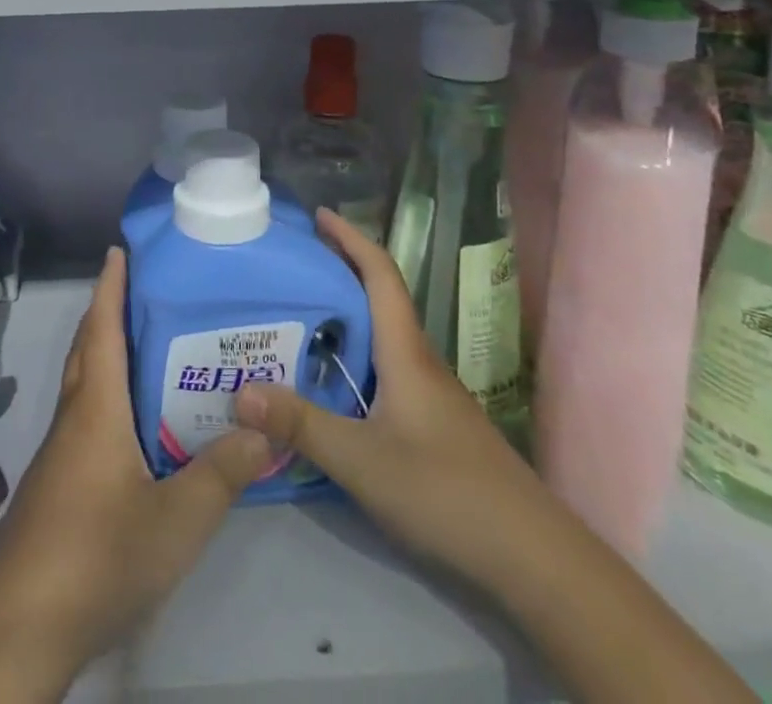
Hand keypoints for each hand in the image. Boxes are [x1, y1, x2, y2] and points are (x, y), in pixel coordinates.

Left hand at [0, 247, 271, 702]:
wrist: (17, 624)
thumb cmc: (96, 555)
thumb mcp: (175, 521)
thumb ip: (221, 472)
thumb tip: (264, 425)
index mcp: (96, 408)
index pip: (103, 329)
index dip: (110, 287)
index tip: (118, 249)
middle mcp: (74, 417)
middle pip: (88, 348)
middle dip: (108, 311)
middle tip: (144, 290)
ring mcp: (60, 452)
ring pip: (83, 382)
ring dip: (105, 351)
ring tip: (149, 346)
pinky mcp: (56, 483)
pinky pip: (83, 415)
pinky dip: (105, 393)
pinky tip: (133, 423)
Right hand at [234, 213, 758, 703]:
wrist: (533, 556)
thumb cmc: (446, 492)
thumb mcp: (362, 460)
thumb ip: (301, 424)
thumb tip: (238, 390)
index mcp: (405, 351)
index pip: (380, 273)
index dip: (351, 238)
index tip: (319, 214)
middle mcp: (419, 360)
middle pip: (380, 298)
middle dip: (340, 271)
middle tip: (293, 267)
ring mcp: (431, 393)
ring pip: (384, 335)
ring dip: (347, 315)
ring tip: (300, 317)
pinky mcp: (435, 422)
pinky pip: (387, 367)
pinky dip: (357, 355)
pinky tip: (334, 381)